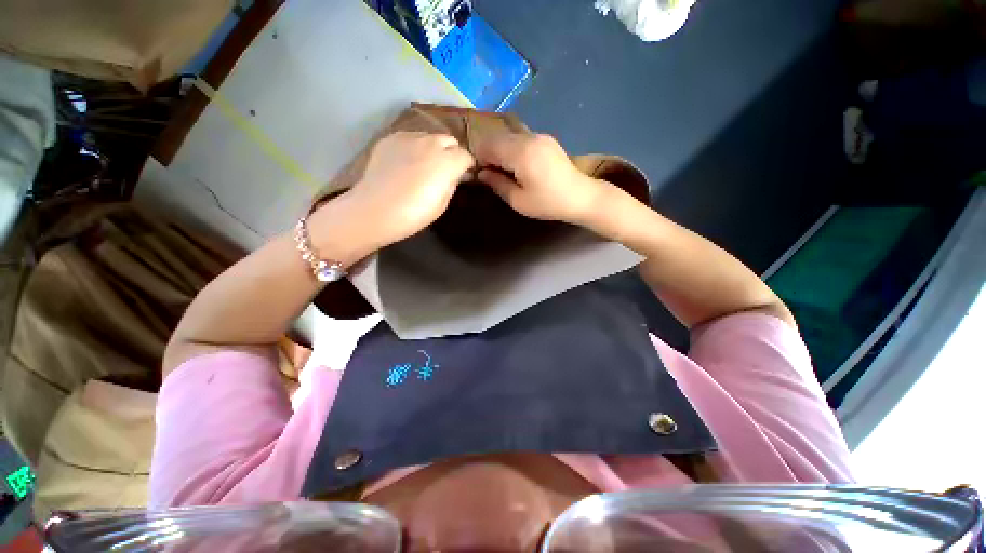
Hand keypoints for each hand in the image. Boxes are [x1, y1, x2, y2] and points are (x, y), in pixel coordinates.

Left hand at [313, 132, 473, 255]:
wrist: (375, 210)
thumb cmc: (414, 214)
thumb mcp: (442, 204)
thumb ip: (452, 184)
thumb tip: (454, 175)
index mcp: (447, 161)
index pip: (466, 155)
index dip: (467, 166)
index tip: (464, 175)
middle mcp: (431, 143)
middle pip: (449, 140)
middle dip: (452, 152)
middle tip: (446, 169)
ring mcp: (408, 137)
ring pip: (429, 136)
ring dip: (433, 148)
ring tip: (424, 164)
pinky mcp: (390, 138)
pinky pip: (410, 138)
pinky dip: (414, 147)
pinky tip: (406, 162)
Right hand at [474, 133, 608, 224]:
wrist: (581, 197)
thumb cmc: (548, 203)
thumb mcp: (518, 200)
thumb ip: (497, 184)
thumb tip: (481, 174)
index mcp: (520, 152)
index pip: (488, 145)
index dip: (479, 159)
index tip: (480, 176)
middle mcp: (529, 137)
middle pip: (497, 138)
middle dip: (489, 154)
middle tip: (491, 175)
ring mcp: (539, 136)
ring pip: (509, 137)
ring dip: (501, 151)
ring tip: (505, 172)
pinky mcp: (546, 139)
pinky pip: (521, 139)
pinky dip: (513, 150)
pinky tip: (518, 166)